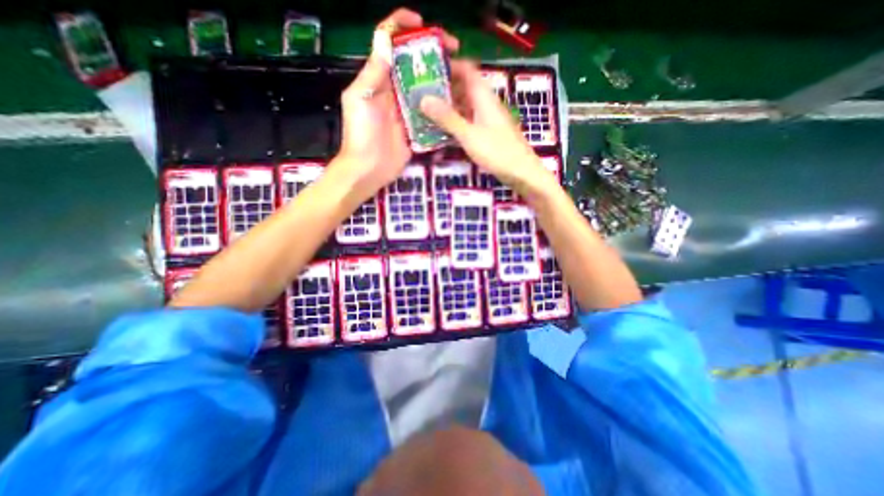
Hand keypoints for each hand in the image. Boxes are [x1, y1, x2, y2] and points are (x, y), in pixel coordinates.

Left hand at [327, 7, 459, 198]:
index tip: (422, 24)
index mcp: (378, 80)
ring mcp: (406, 111)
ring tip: (458, 73)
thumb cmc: (361, 134)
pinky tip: (453, 101)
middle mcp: (394, 91)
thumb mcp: (361, 99)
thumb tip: (385, 40)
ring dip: (438, 79)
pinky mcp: (416, 128)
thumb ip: (373, 73)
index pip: (388, 45)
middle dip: (430, 53)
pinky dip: (440, 106)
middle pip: (412, 64)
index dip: (402, 27)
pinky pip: (429, 113)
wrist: (369, 169)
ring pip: (424, 88)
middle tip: (452, 51)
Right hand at [420, 60, 554, 193]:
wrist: (521, 173)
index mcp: (483, 96)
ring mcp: (487, 120)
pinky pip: (468, 122)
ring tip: (426, 111)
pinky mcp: (487, 134)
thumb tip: (423, 99)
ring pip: (465, 106)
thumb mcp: (469, 135)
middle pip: (464, 88)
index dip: (449, 65)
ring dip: (448, 107)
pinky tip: (442, 131)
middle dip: (443, 88)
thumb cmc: (497, 152)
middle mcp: (486, 104)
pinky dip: (455, 123)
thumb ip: (447, 118)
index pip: (467, 69)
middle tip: (420, 93)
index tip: (428, 69)